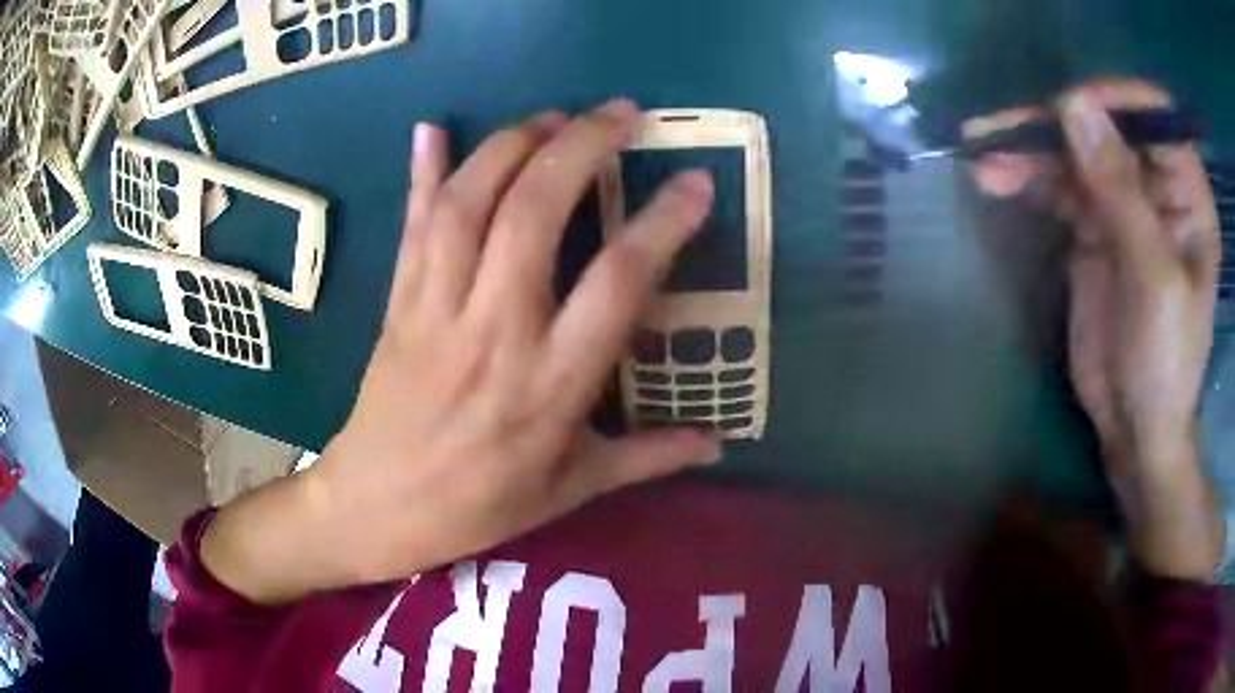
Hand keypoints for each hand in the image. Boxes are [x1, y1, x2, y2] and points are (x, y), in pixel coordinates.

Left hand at [201, 100, 722, 603]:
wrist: (375, 509)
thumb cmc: (477, 506)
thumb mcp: (572, 490)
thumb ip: (648, 458)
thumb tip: (719, 444)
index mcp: (550, 385)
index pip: (618, 282)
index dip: (663, 223)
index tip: (695, 182)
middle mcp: (494, 331)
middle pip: (534, 214)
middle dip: (580, 147)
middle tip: (621, 114)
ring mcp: (436, 310)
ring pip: (468, 205)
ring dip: (511, 145)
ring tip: (552, 118)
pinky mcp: (397, 303)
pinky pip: (412, 227)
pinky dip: (421, 174)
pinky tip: (431, 130)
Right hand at [969, 80, 1224, 577]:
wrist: (1135, 426)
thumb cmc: (1165, 363)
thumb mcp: (1153, 279)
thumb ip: (1121, 191)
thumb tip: (1072, 104)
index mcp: (1188, 195)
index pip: (1153, 115)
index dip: (1113, 101)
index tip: (1067, 110)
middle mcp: (1157, 186)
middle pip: (1104, 126)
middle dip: (1055, 124)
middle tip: (1001, 131)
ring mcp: (1122, 203)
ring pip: (1073, 152)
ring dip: (1028, 149)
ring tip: (983, 157)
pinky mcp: (1092, 227)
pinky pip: (1056, 185)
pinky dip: (1025, 178)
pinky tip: (993, 178)